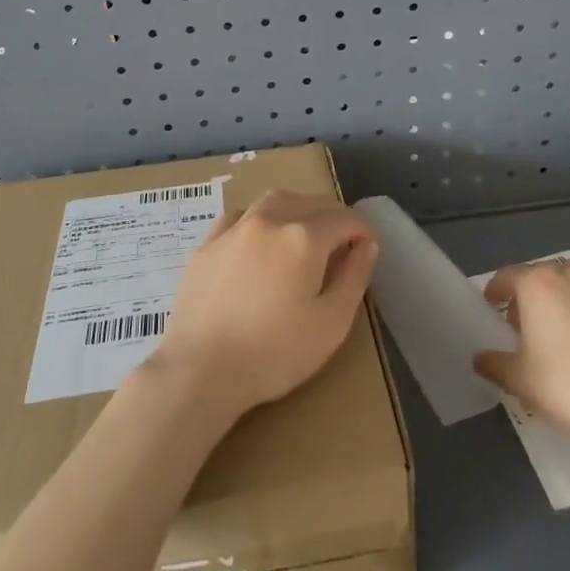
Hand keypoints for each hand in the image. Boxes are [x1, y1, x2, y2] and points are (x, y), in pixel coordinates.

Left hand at [153, 189, 378, 420]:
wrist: (200, 369)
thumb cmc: (274, 353)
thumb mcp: (331, 324)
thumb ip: (354, 278)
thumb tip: (367, 245)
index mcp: (303, 237)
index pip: (343, 219)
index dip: (362, 230)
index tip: (369, 247)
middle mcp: (269, 220)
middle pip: (309, 201)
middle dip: (332, 215)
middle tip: (342, 240)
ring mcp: (234, 229)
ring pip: (273, 201)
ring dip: (296, 209)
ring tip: (303, 233)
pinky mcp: (207, 244)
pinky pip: (240, 215)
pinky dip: (259, 218)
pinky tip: (259, 238)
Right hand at [473, 259, 569, 451]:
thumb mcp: (520, 380)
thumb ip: (493, 364)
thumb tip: (480, 358)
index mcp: (538, 284)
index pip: (507, 276)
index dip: (495, 291)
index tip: (492, 307)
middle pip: (543, 277)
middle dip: (531, 296)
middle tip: (527, 326)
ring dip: (566, 302)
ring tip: (566, 334)